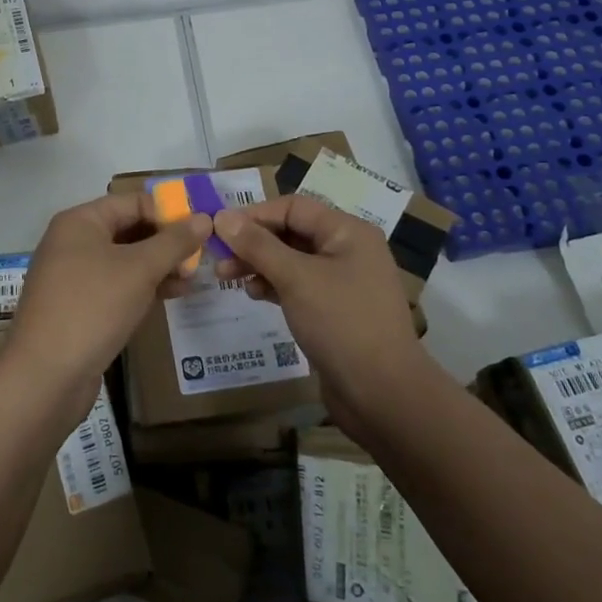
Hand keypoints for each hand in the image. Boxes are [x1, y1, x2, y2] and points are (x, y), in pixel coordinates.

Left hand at [8, 191, 209, 397]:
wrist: (45, 376)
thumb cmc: (92, 307)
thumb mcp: (139, 269)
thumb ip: (174, 242)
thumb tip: (205, 218)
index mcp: (80, 222)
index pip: (132, 201)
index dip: (168, 211)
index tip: (203, 228)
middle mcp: (73, 242)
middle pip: (128, 229)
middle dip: (166, 242)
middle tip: (203, 256)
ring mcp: (73, 277)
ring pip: (125, 261)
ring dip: (159, 266)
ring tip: (193, 278)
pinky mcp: (78, 307)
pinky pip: (116, 287)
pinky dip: (143, 288)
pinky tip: (172, 296)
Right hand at [213, 196, 427, 430]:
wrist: (383, 395)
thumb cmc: (341, 324)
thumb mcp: (296, 278)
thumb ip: (258, 245)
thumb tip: (222, 216)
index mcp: (347, 232)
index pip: (293, 207)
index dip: (254, 214)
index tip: (219, 229)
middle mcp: (347, 250)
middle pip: (291, 232)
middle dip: (253, 242)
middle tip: (218, 258)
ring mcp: (342, 282)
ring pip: (291, 260)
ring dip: (258, 264)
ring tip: (226, 278)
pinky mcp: (334, 310)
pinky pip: (298, 286)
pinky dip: (274, 285)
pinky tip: (254, 295)